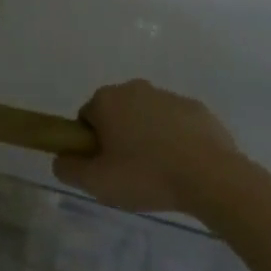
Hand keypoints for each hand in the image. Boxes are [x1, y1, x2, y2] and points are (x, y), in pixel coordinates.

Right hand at [54, 80, 240, 214]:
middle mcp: (134, 88)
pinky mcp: (196, 108)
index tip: (106, 168)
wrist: (210, 177)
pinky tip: (185, 168)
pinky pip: (176, 124)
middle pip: (117, 114)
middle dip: (120, 139)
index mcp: (107, 100)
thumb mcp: (97, 182)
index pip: (87, 119)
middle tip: (131, 173)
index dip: (93, 145)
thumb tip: (60, 158)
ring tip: (161, 175)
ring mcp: (167, 96)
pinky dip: (176, 141)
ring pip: (147, 118)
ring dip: (148, 139)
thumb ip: (68, 168)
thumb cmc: (146, 175)